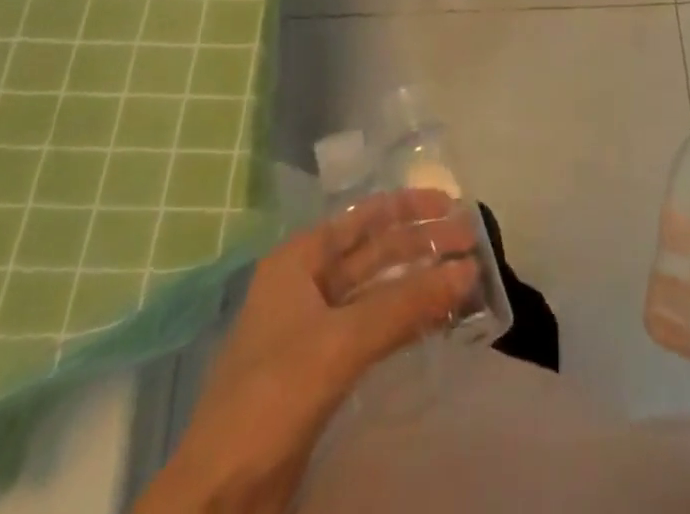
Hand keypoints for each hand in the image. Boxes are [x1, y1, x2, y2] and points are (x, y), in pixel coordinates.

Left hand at [137, 190, 478, 513]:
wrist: (218, 498)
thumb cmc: (272, 398)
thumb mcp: (341, 342)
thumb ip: (406, 304)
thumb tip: (467, 270)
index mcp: (298, 261)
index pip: (361, 218)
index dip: (407, 207)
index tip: (451, 204)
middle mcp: (306, 284)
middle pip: (373, 252)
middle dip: (421, 244)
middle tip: (471, 240)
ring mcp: (314, 329)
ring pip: (377, 292)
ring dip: (418, 283)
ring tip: (465, 276)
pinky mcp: (323, 370)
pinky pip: (374, 329)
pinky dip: (406, 321)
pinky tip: (439, 319)